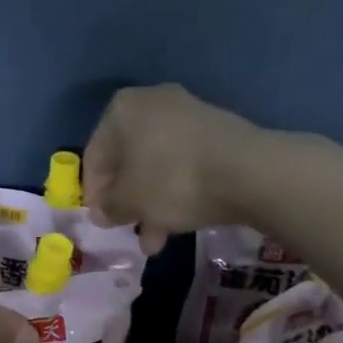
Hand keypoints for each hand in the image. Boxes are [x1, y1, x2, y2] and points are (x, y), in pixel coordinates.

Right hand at [82, 84, 259, 253]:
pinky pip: (182, 164)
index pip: (94, 157)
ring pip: (156, 166)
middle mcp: (151, 102)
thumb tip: (103, 212)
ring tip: (155, 240)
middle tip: (128, 228)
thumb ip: (108, 207)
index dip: (94, 194)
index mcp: (121, 110)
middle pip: (127, 160)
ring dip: (151, 203)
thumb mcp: (129, 202)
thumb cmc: (171, 181)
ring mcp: (187, 114)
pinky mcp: (215, 131)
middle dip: (127, 200)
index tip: (101, 221)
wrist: (248, 171)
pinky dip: (175, 191)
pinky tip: (179, 223)